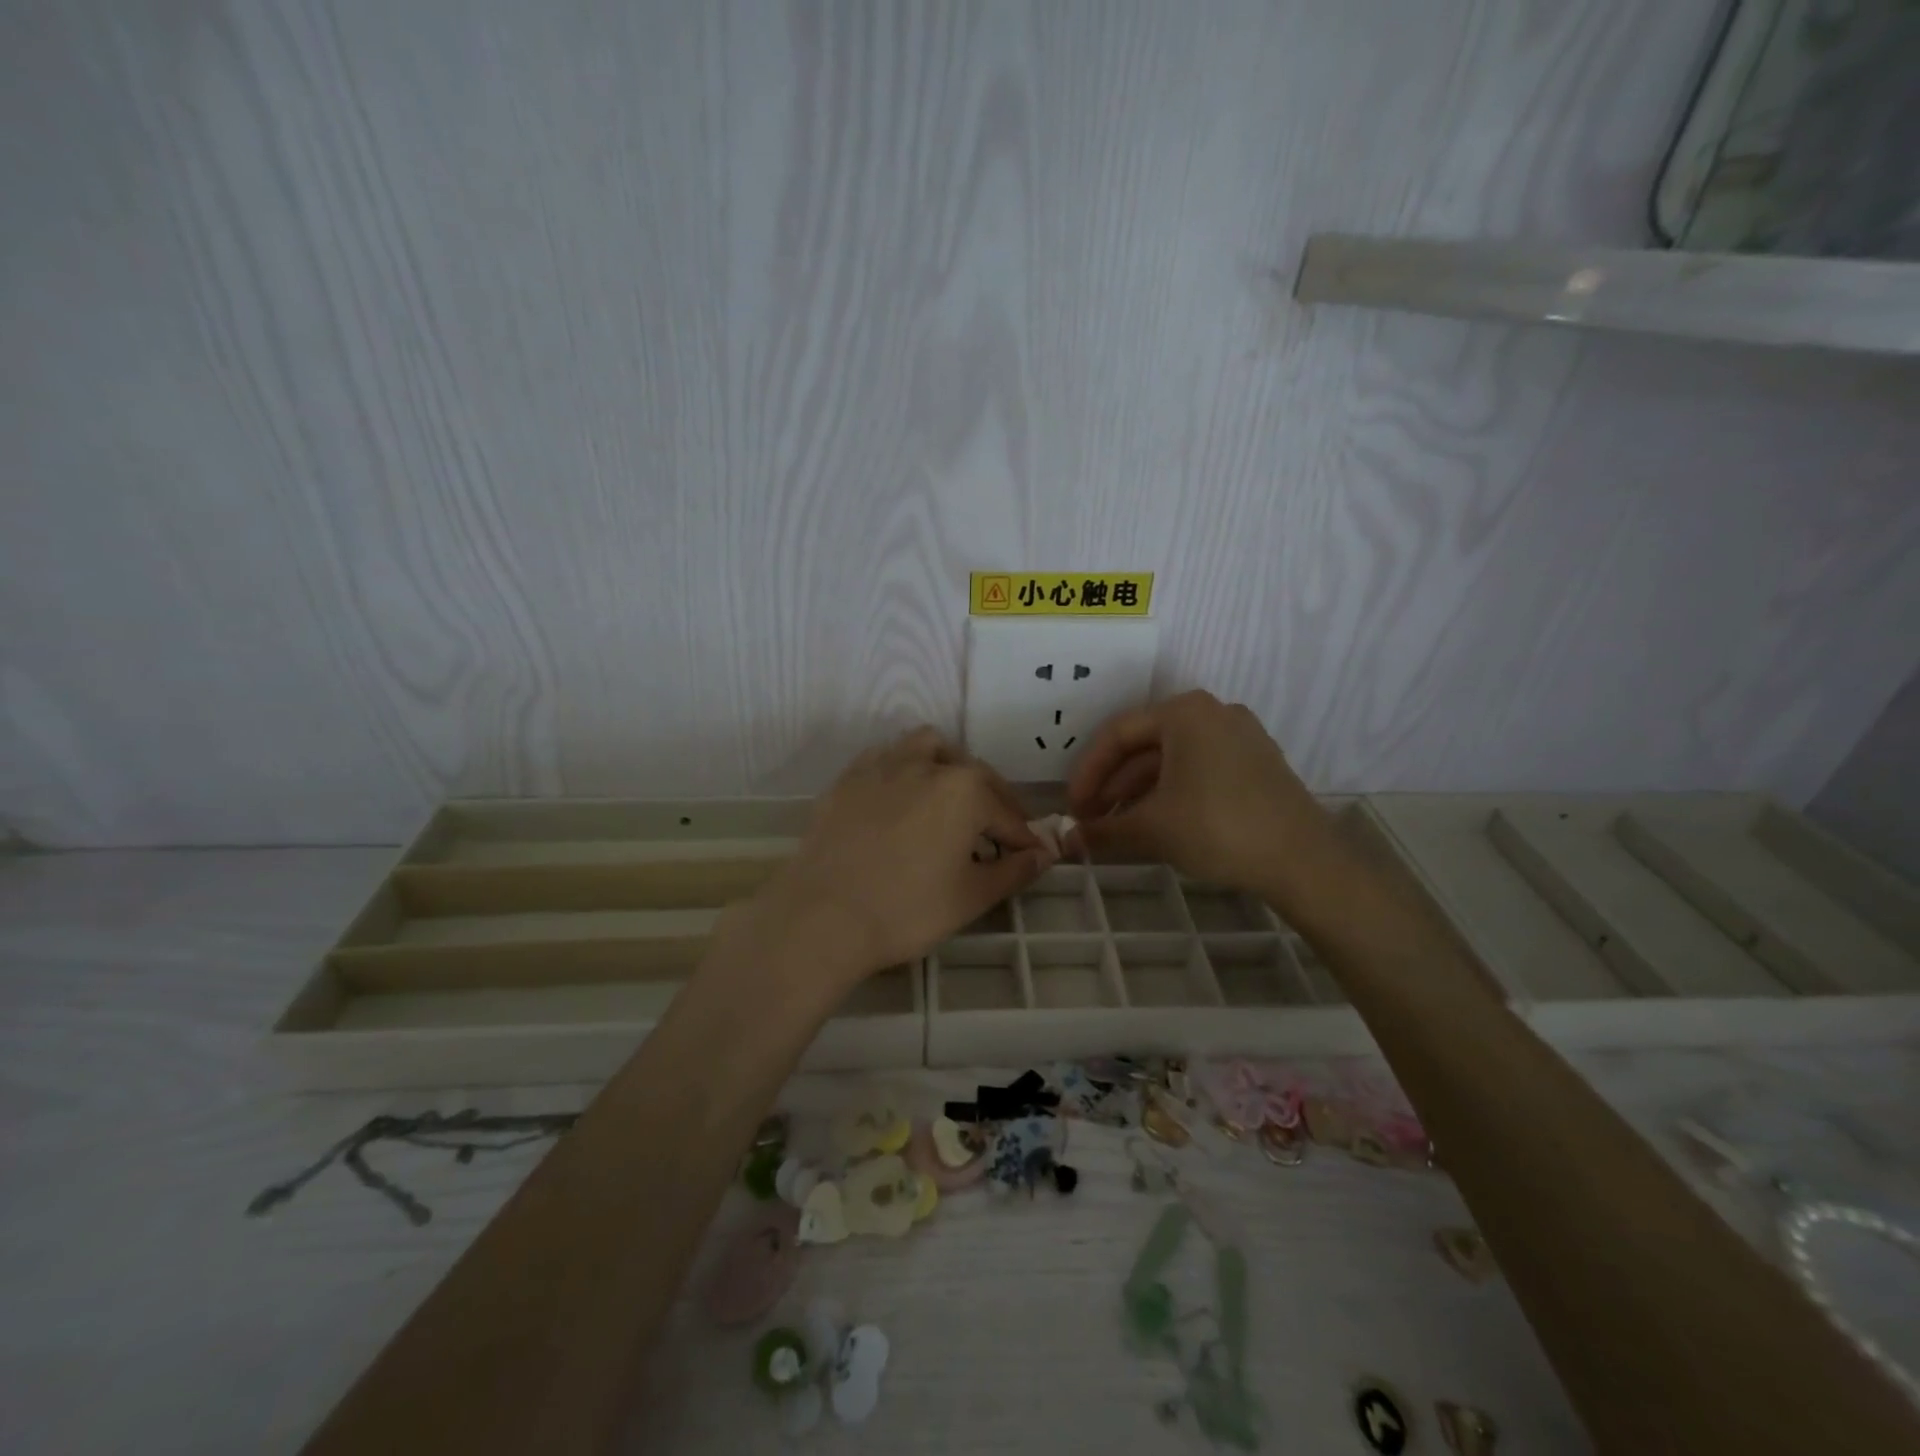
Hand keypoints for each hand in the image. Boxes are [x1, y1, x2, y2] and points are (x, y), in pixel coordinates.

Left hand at [739, 728, 1052, 986]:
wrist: (823, 916)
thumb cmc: (907, 909)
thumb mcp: (971, 896)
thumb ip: (1014, 871)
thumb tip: (1044, 854)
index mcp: (965, 789)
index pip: (1007, 815)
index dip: (1023, 840)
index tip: (1030, 858)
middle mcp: (927, 765)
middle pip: (973, 774)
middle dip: (992, 800)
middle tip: (996, 834)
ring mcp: (882, 767)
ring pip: (926, 747)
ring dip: (947, 765)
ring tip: (949, 796)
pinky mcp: (848, 779)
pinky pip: (884, 759)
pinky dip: (902, 769)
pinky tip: (900, 797)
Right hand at [1065, 691, 1330, 894]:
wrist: (1302, 861)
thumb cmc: (1217, 828)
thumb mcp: (1151, 829)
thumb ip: (1103, 830)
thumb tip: (1067, 842)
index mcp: (1184, 712)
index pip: (1117, 734)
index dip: (1087, 773)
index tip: (1072, 808)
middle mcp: (1213, 713)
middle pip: (1145, 745)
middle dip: (1113, 785)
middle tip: (1091, 820)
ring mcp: (1240, 736)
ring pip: (1172, 760)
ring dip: (1139, 792)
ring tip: (1117, 827)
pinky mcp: (1256, 764)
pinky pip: (1199, 770)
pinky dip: (1171, 793)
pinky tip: (1156, 824)